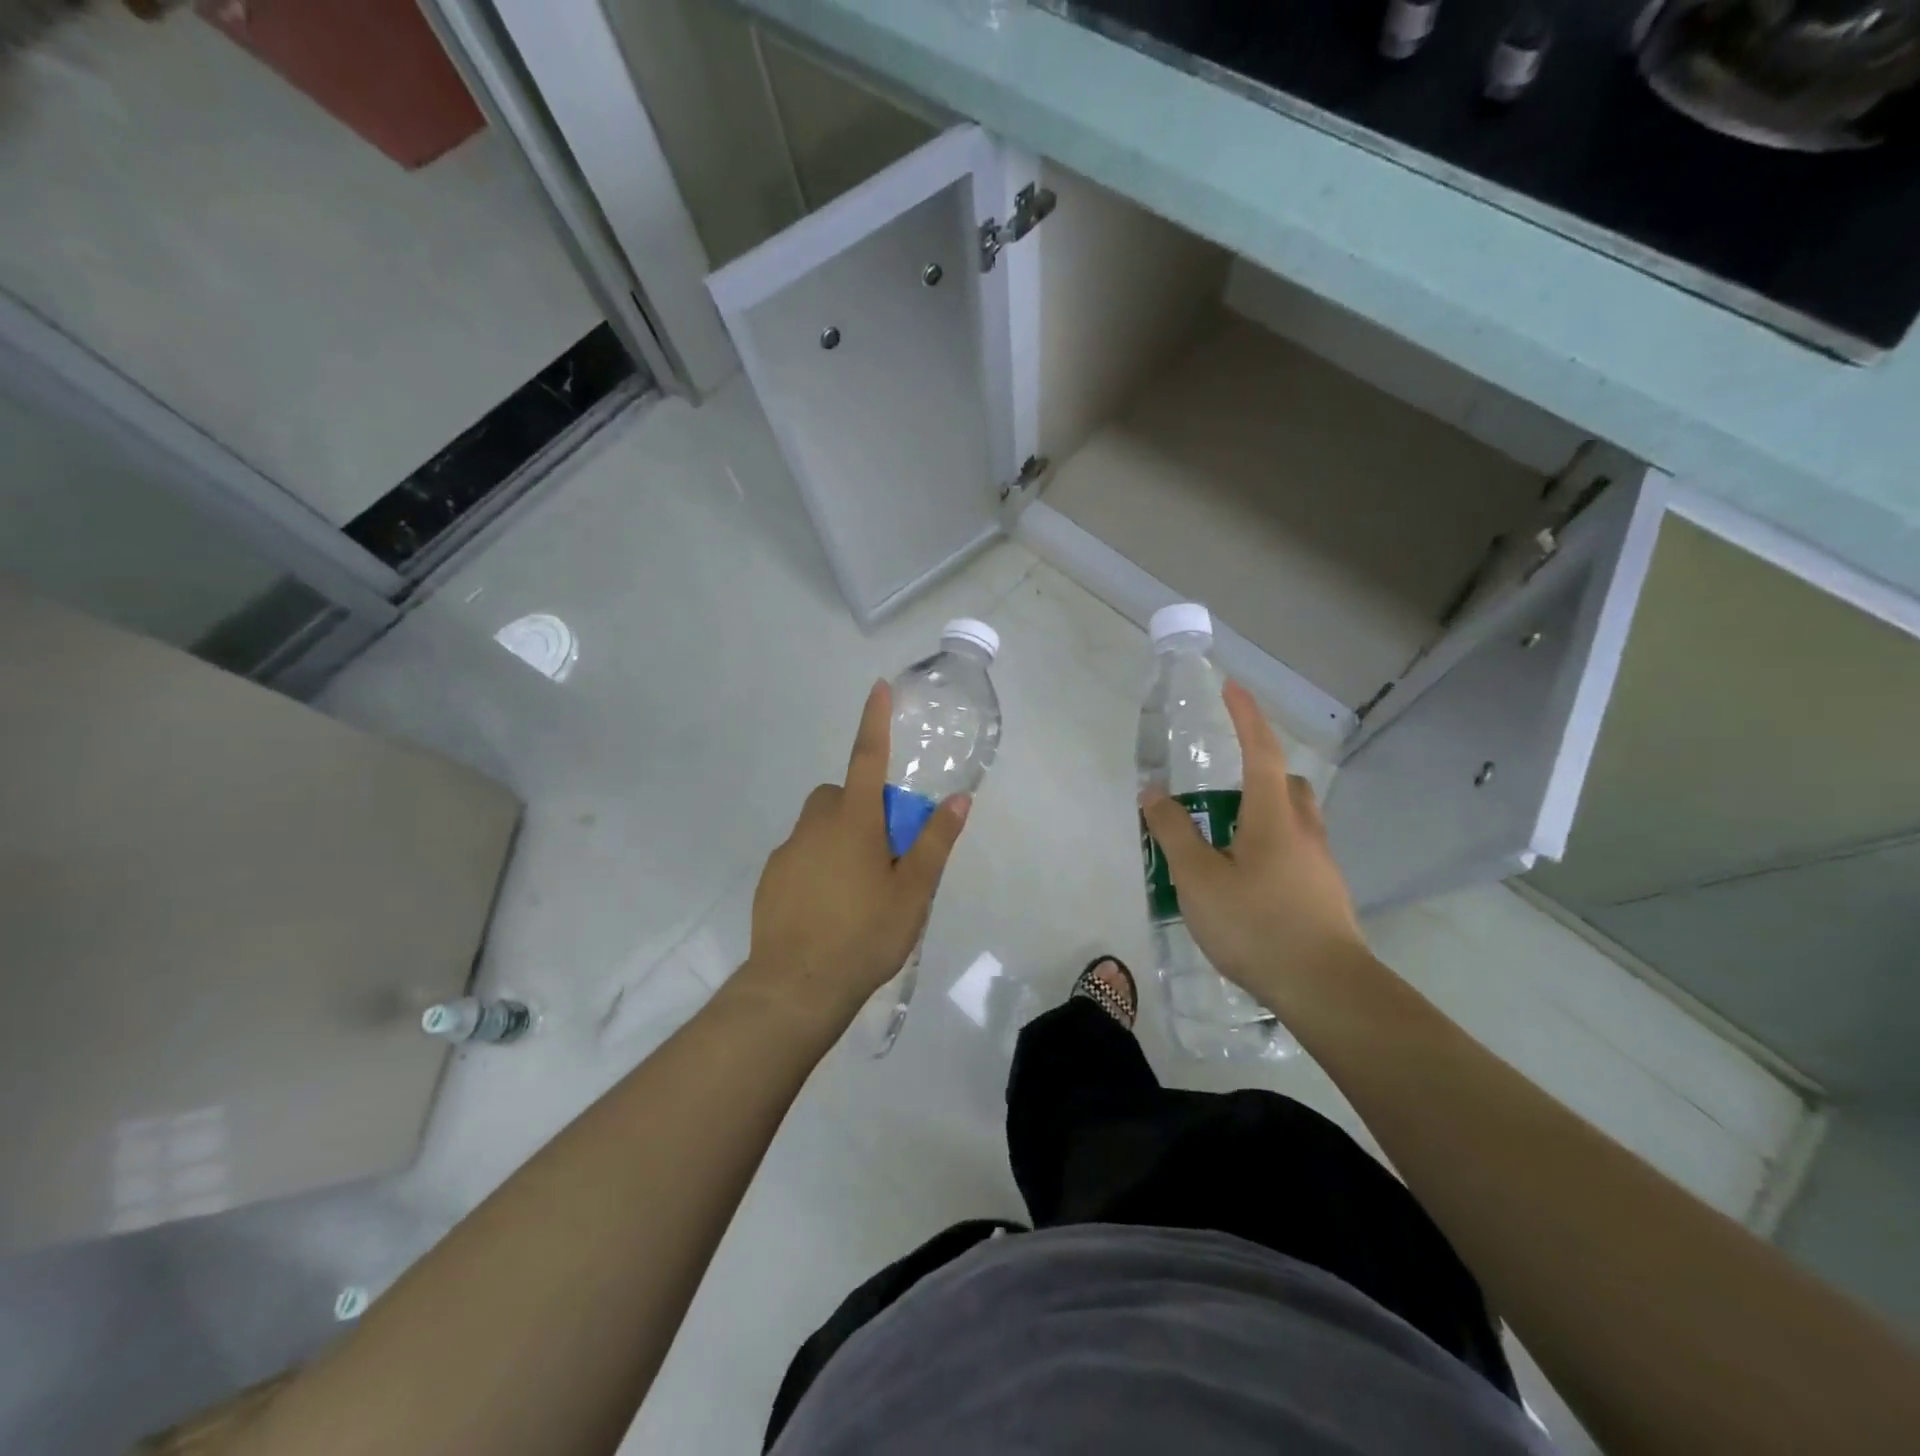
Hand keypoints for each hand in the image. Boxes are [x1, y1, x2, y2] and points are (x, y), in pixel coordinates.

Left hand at [733, 680, 969, 1031]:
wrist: (796, 986)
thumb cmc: (864, 934)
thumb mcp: (913, 891)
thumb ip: (935, 842)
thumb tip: (959, 800)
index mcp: (854, 821)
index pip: (867, 758)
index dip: (874, 721)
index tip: (877, 687)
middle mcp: (816, 825)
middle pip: (840, 795)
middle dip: (860, 806)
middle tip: (884, 851)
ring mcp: (788, 851)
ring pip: (818, 826)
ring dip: (839, 838)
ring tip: (858, 888)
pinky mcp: (770, 878)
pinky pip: (800, 855)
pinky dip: (817, 865)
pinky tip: (829, 908)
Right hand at [1140, 680, 1365, 1002]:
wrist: (1326, 988)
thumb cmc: (1256, 924)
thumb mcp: (1197, 879)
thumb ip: (1173, 832)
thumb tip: (1153, 792)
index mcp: (1272, 816)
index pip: (1260, 750)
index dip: (1246, 716)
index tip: (1232, 687)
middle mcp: (1303, 830)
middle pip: (1285, 783)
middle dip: (1258, 770)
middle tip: (1222, 788)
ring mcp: (1321, 864)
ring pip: (1294, 819)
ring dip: (1264, 813)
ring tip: (1227, 841)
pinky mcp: (1326, 893)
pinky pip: (1297, 852)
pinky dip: (1272, 848)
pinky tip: (1249, 883)